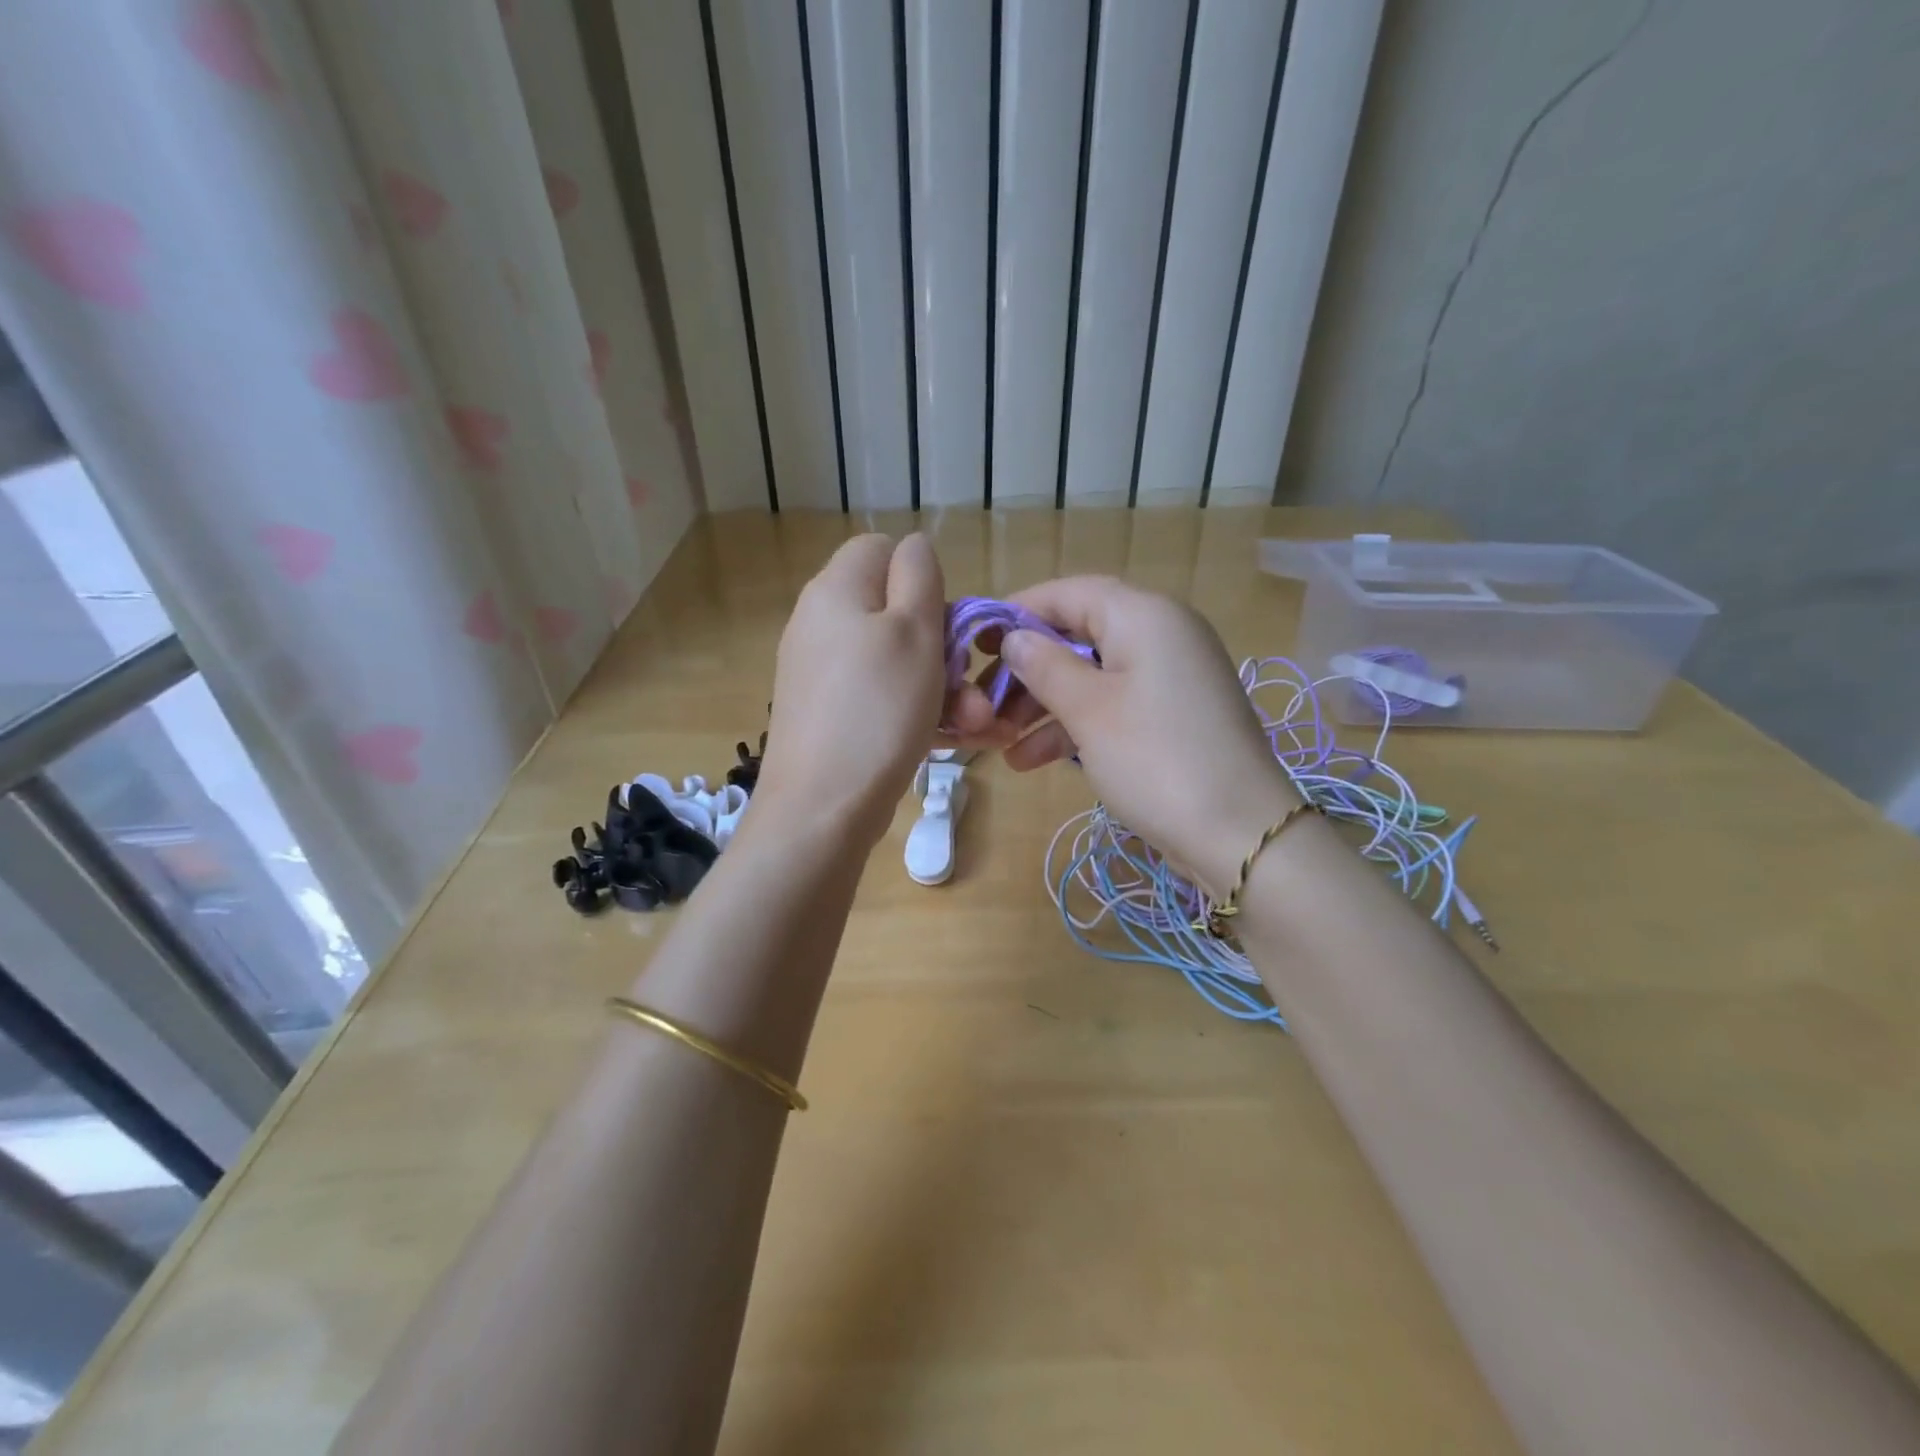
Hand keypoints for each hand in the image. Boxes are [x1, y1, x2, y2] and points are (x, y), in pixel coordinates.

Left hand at [752, 534, 947, 847]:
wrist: (821, 809)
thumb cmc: (878, 711)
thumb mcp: (913, 630)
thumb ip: (920, 575)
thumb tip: (914, 547)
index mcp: (837, 590)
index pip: (884, 550)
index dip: (923, 579)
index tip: (946, 623)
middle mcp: (822, 623)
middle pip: (895, 612)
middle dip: (945, 649)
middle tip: (972, 689)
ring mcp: (822, 673)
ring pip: (896, 663)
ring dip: (943, 689)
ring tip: (975, 727)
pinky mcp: (828, 714)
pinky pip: (881, 697)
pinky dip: (915, 712)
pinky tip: (950, 741)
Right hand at [950, 576, 1298, 894]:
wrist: (1239, 833)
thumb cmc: (1155, 759)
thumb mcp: (1088, 710)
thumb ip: (1045, 666)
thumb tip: (1014, 638)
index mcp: (1144, 615)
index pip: (1069, 593)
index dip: (1018, 612)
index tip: (976, 643)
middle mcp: (1162, 633)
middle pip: (1079, 635)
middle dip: (1028, 671)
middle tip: (984, 703)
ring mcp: (1171, 676)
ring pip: (1092, 675)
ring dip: (1044, 705)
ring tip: (999, 741)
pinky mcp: (1174, 715)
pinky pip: (1114, 704)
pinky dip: (1075, 725)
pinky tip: (1031, 760)